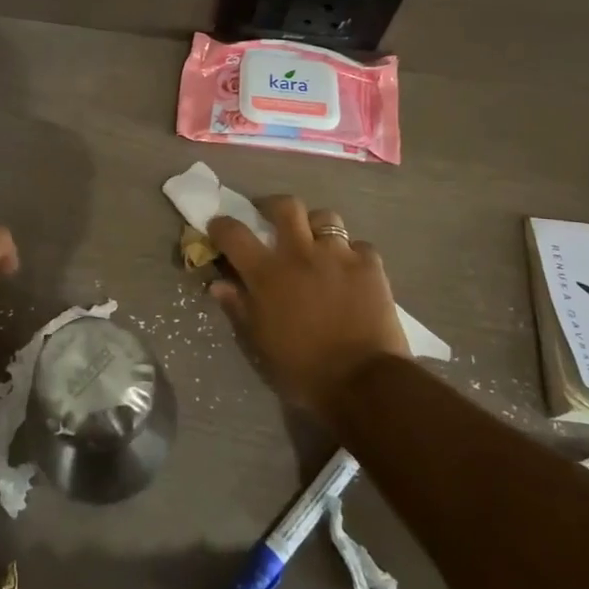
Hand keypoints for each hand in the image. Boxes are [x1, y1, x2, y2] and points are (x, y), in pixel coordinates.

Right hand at [208, 196, 408, 418]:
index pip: (235, 234)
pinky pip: (358, 245)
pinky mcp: (370, 264)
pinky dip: (351, 253)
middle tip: (271, 218)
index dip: (222, 225)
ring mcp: (339, 254)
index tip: (218, 226)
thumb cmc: (303, 368)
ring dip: (316, 226)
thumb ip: (239, 307)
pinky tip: (350, 270)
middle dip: (274, 206)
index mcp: (268, 273)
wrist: (364, 382)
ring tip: (316, 241)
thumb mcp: (261, 343)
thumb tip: (218, 285)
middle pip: (286, 206)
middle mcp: (301, 253)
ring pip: (325, 217)